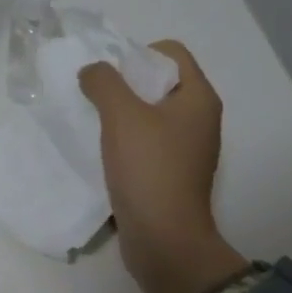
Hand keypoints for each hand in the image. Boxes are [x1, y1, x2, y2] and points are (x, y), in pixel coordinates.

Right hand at [79, 41, 248, 292]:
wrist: (164, 240)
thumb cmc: (149, 170)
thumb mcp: (122, 116)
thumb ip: (104, 83)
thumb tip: (92, 71)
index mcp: (199, 98)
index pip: (171, 52)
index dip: (138, 53)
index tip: (109, 75)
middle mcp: (199, 120)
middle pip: (159, 82)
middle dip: (124, 84)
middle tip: (94, 97)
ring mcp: (186, 149)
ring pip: (149, 114)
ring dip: (120, 114)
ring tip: (93, 124)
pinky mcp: (171, 173)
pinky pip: (146, 142)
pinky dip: (124, 140)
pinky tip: (102, 151)